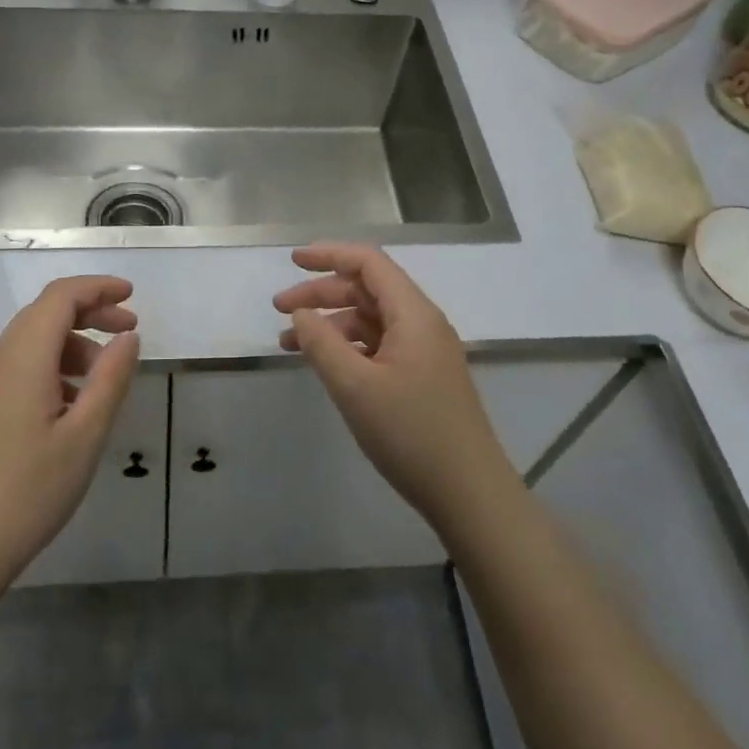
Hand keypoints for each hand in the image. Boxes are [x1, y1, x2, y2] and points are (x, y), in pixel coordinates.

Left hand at [0, 276, 140, 600]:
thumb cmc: (28, 491)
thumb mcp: (85, 435)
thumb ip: (111, 378)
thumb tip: (128, 338)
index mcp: (22, 357)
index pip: (60, 297)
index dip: (98, 287)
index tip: (132, 296)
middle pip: (45, 314)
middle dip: (91, 314)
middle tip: (130, 333)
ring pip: (32, 342)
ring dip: (73, 345)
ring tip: (105, 379)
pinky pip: (19, 368)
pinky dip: (53, 368)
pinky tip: (71, 407)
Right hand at [274, 243, 514, 530]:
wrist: (469, 494)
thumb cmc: (411, 433)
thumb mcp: (355, 387)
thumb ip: (322, 344)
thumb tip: (301, 314)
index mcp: (413, 314)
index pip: (369, 263)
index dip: (329, 255)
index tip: (292, 260)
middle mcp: (422, 324)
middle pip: (367, 290)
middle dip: (321, 293)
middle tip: (279, 310)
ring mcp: (425, 352)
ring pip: (371, 320)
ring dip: (331, 324)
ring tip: (290, 344)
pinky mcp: (423, 378)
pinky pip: (379, 346)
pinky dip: (348, 348)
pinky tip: (326, 365)